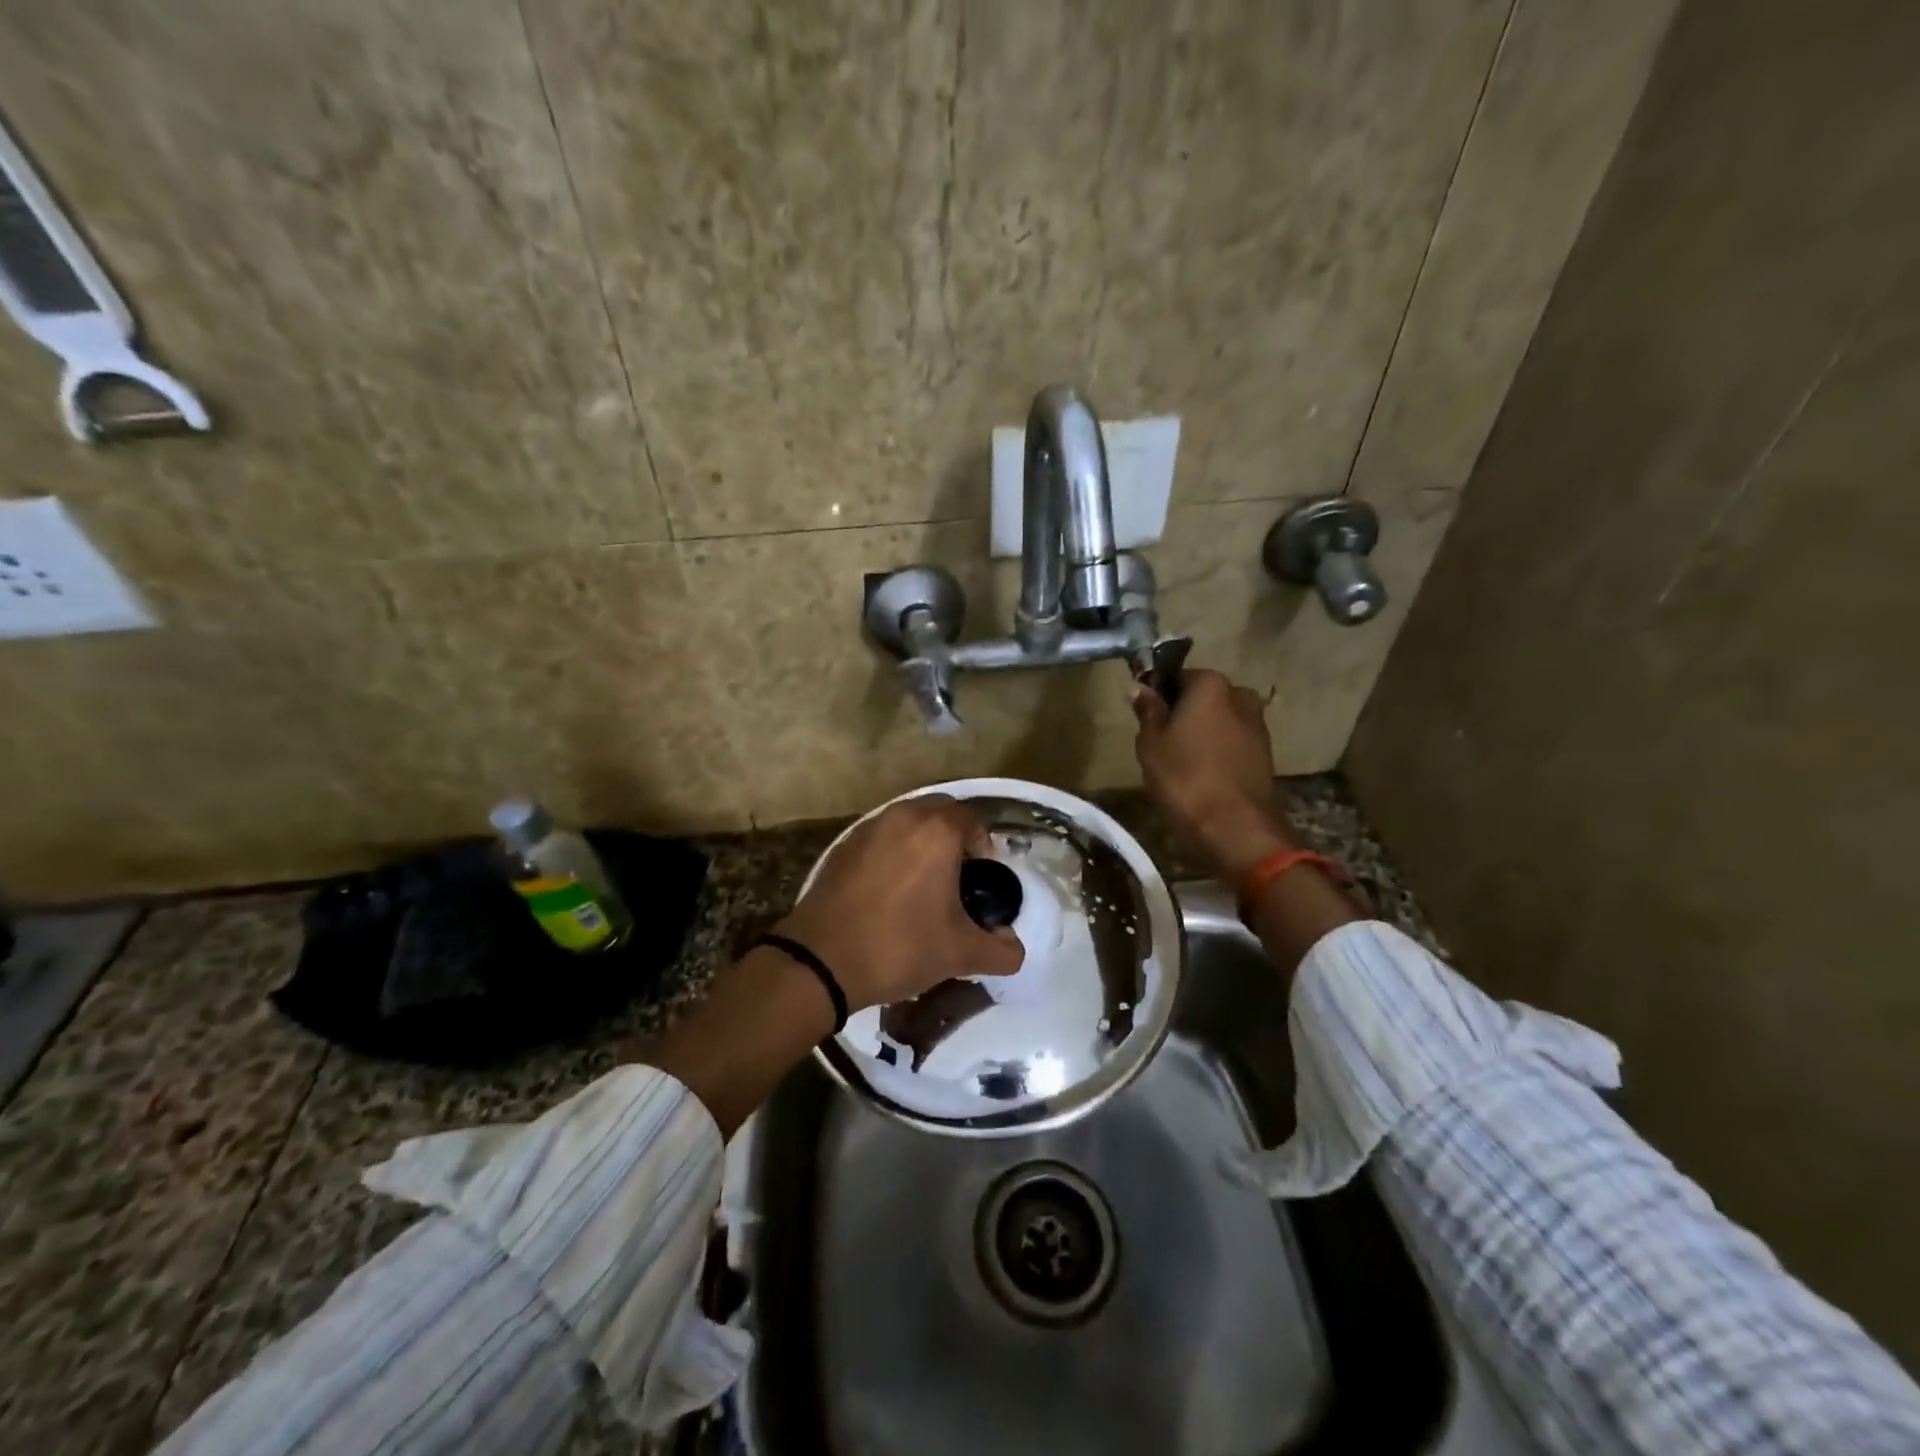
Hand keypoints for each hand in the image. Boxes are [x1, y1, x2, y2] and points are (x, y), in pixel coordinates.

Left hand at [777, 795, 1024, 1010]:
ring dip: (921, 842)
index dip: (984, 846)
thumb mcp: (961, 954)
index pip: (972, 820)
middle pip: (939, 812)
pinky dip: (892, 853)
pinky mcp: (841, 847)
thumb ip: (1001, 950)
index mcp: (936, 831)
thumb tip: (1012, 946)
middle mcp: (902, 817)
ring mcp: (867, 829)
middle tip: (957, 877)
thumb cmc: (900, 946)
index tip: (983, 878)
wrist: (821, 961)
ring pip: (906, 822)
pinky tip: (889, 891)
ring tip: (923, 884)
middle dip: (954, 837)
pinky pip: (879, 838)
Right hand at [1133, 669, 1295, 881]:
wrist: (1235, 828)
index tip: (1145, 717)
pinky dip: (1216, 752)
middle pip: (1202, 697)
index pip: (1177, 676)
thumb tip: (1142, 687)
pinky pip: (1231, 743)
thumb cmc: (1184, 778)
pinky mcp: (1265, 754)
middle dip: (1182, 713)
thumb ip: (1148, 710)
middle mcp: (1240, 695)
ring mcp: (1257, 725)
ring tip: (1179, 763)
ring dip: (1201, 734)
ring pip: (1218, 721)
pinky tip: (1201, 776)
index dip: (1158, 694)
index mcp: (1210, 684)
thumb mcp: (1151, 743)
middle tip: (1159, 743)